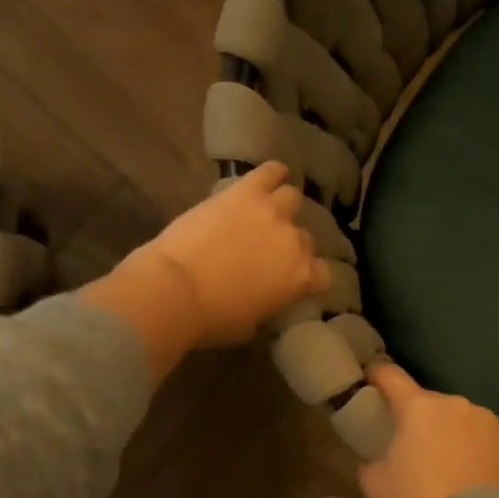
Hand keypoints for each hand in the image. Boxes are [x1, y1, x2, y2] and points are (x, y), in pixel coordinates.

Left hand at [145, 162, 328, 345]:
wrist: (175, 288)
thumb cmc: (211, 318)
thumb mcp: (249, 326)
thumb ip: (267, 308)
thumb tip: (265, 303)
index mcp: (300, 278)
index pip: (323, 274)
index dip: (309, 276)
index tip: (294, 280)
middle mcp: (295, 241)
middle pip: (304, 237)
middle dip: (290, 243)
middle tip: (268, 250)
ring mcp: (272, 212)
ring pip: (292, 198)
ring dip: (282, 206)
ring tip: (267, 211)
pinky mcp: (246, 191)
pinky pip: (270, 171)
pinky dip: (273, 172)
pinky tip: (272, 174)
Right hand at [358, 363, 498, 497]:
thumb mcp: (375, 484)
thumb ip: (370, 460)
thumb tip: (376, 458)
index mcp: (418, 407)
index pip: (391, 377)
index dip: (377, 375)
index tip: (370, 378)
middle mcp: (456, 404)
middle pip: (429, 404)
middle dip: (419, 419)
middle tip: (412, 448)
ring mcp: (489, 421)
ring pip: (460, 420)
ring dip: (451, 434)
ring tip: (448, 467)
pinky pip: (485, 438)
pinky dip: (476, 449)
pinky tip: (472, 477)